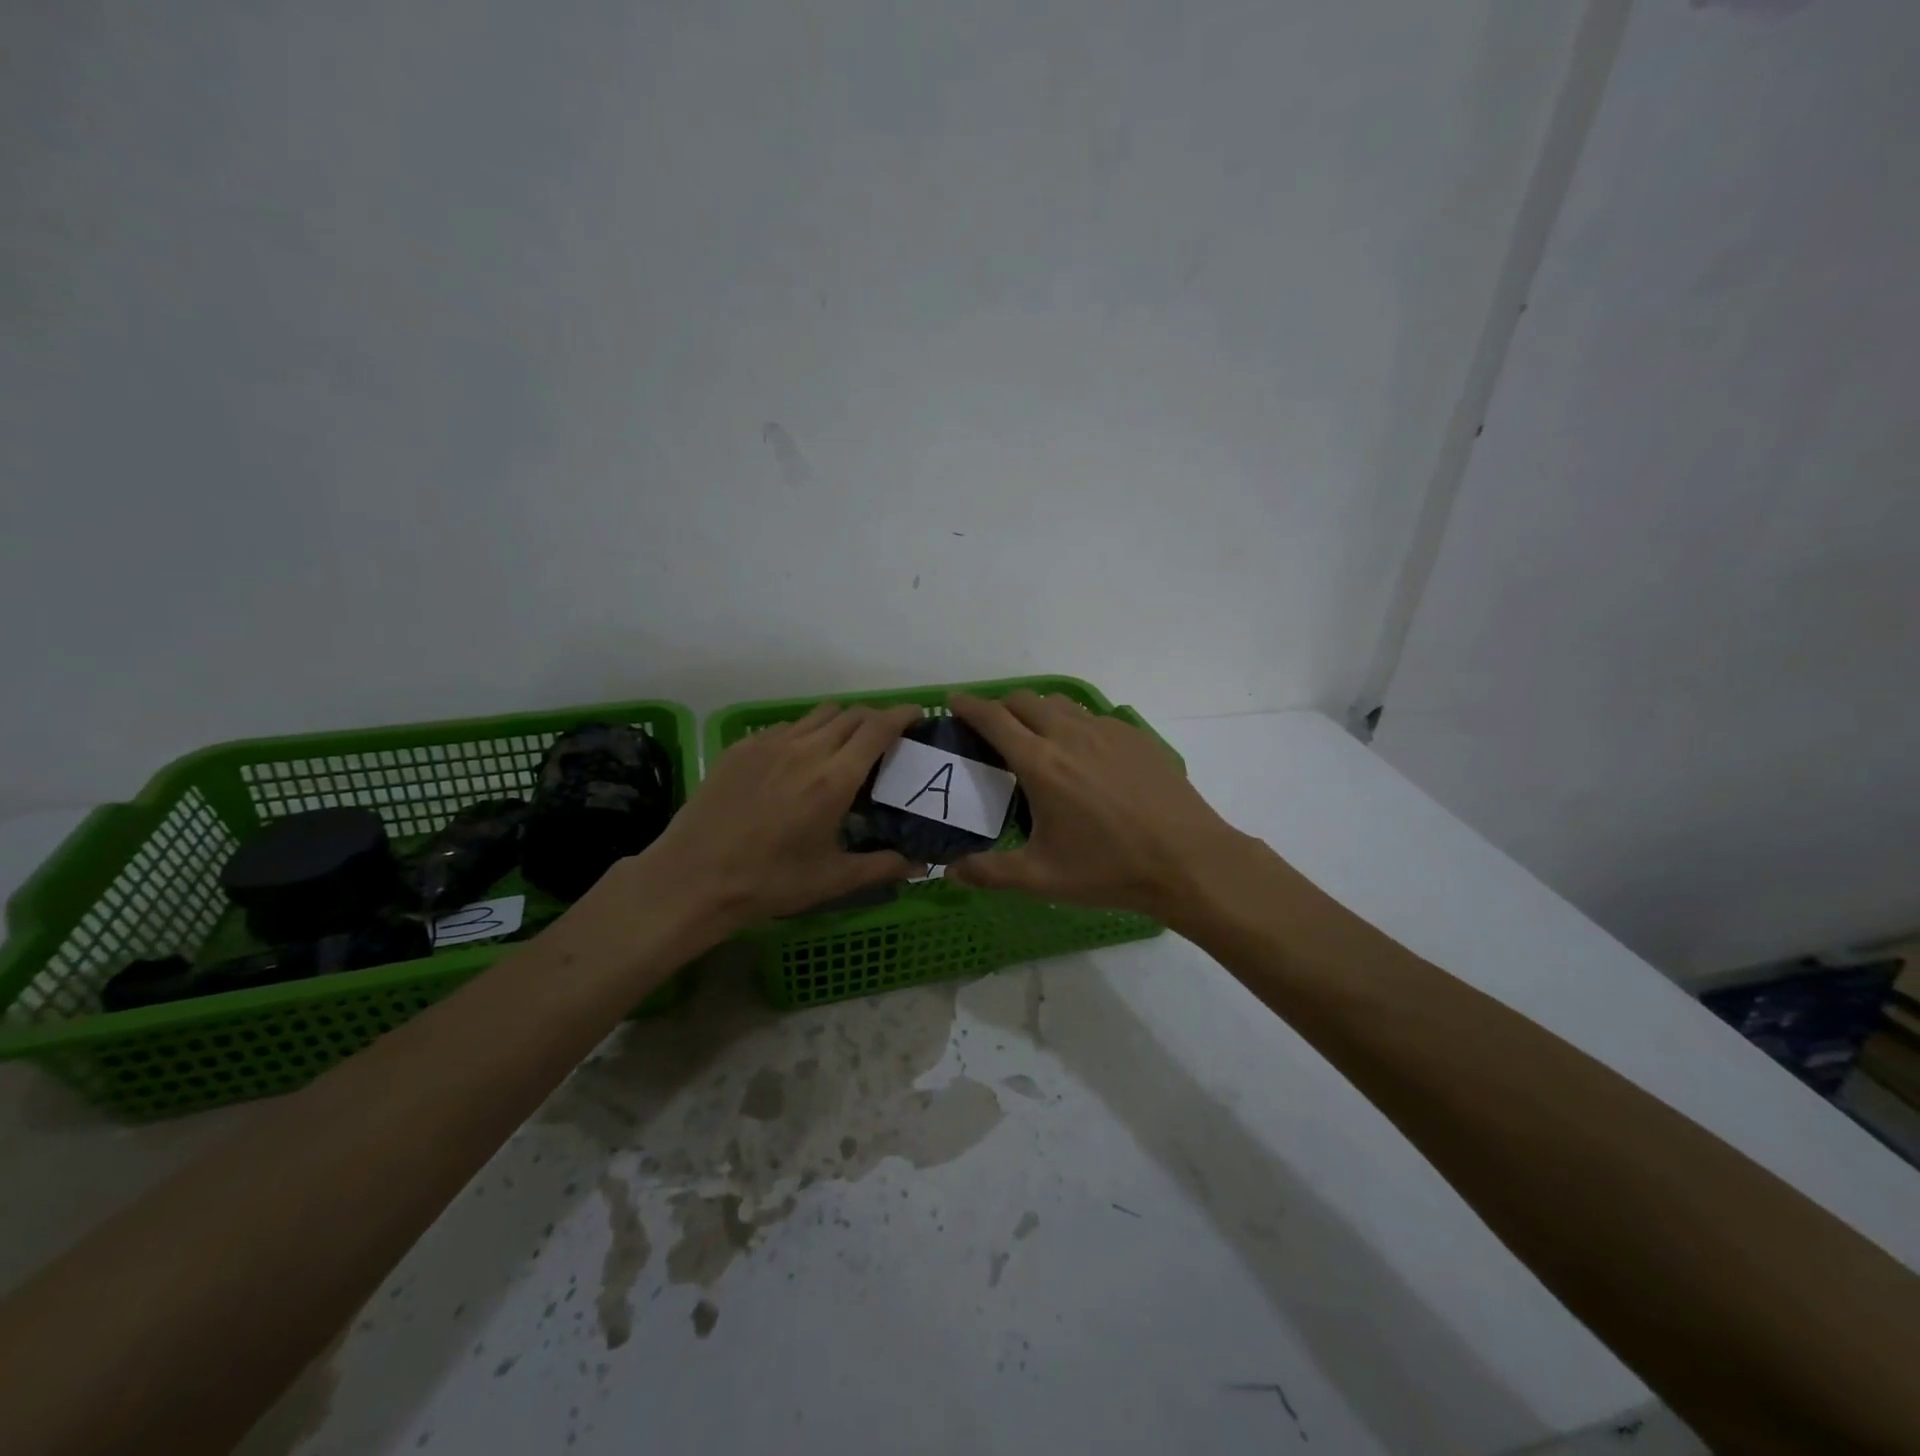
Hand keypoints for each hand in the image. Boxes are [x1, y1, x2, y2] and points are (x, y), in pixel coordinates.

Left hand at [626, 701, 924, 931]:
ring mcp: (769, 744)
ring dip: (840, 723)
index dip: (902, 714)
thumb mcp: (833, 879)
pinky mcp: (742, 748)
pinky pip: (785, 726)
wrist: (693, 878)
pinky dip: (805, 734)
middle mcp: (805, 749)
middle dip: (875, 720)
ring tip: (842, 750)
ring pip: (818, 715)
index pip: (878, 727)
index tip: (918, 717)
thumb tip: (923, 866)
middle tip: (884, 742)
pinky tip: (797, 764)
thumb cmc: (769, 881)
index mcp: (834, 779)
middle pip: (851, 713)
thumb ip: (883, 867)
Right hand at [945, 691, 1251, 921]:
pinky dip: (1074, 725)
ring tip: (1036, 739)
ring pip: (1060, 704)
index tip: (953, 702)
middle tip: (992, 730)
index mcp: (1040, 763)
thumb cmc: (1109, 869)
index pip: (993, 718)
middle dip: (1001, 707)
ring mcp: (1107, 731)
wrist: (1188, 861)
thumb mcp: (1042, 878)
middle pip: (1025, 700)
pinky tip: (1084, 756)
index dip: (968, 705)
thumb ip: (989, 872)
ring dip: (1038, 712)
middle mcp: (1070, 735)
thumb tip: (950, 872)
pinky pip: (1093, 718)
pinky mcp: (1136, 737)